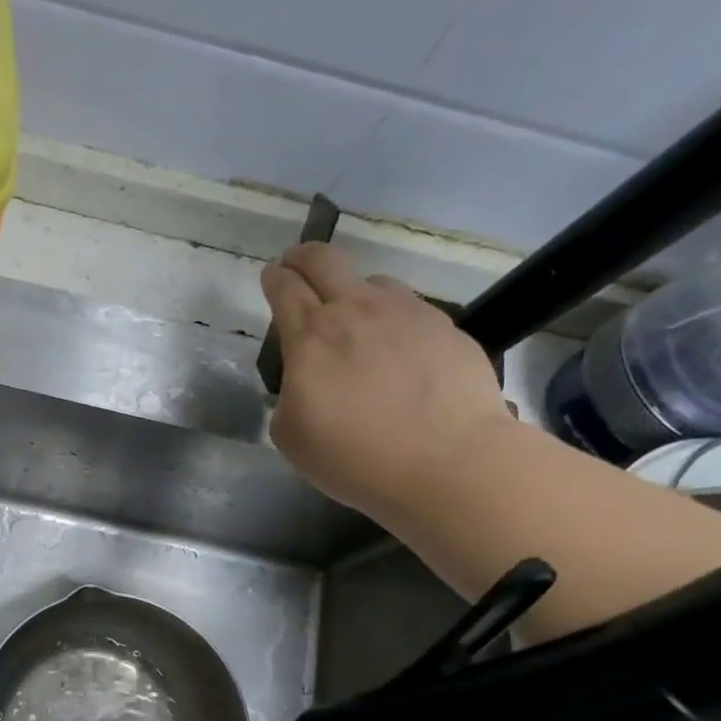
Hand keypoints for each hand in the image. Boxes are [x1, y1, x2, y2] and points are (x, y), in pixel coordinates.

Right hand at [261, 243, 511, 520]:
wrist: (449, 464)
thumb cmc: (356, 457)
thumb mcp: (291, 435)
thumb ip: (289, 395)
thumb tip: (305, 381)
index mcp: (311, 336)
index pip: (284, 287)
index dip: (273, 278)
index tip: (271, 277)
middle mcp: (357, 310)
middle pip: (323, 258)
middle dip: (303, 256)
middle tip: (296, 266)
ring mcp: (408, 314)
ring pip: (373, 281)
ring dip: (355, 293)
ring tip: (357, 322)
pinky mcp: (446, 328)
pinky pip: (411, 311)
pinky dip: (395, 322)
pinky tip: (401, 354)